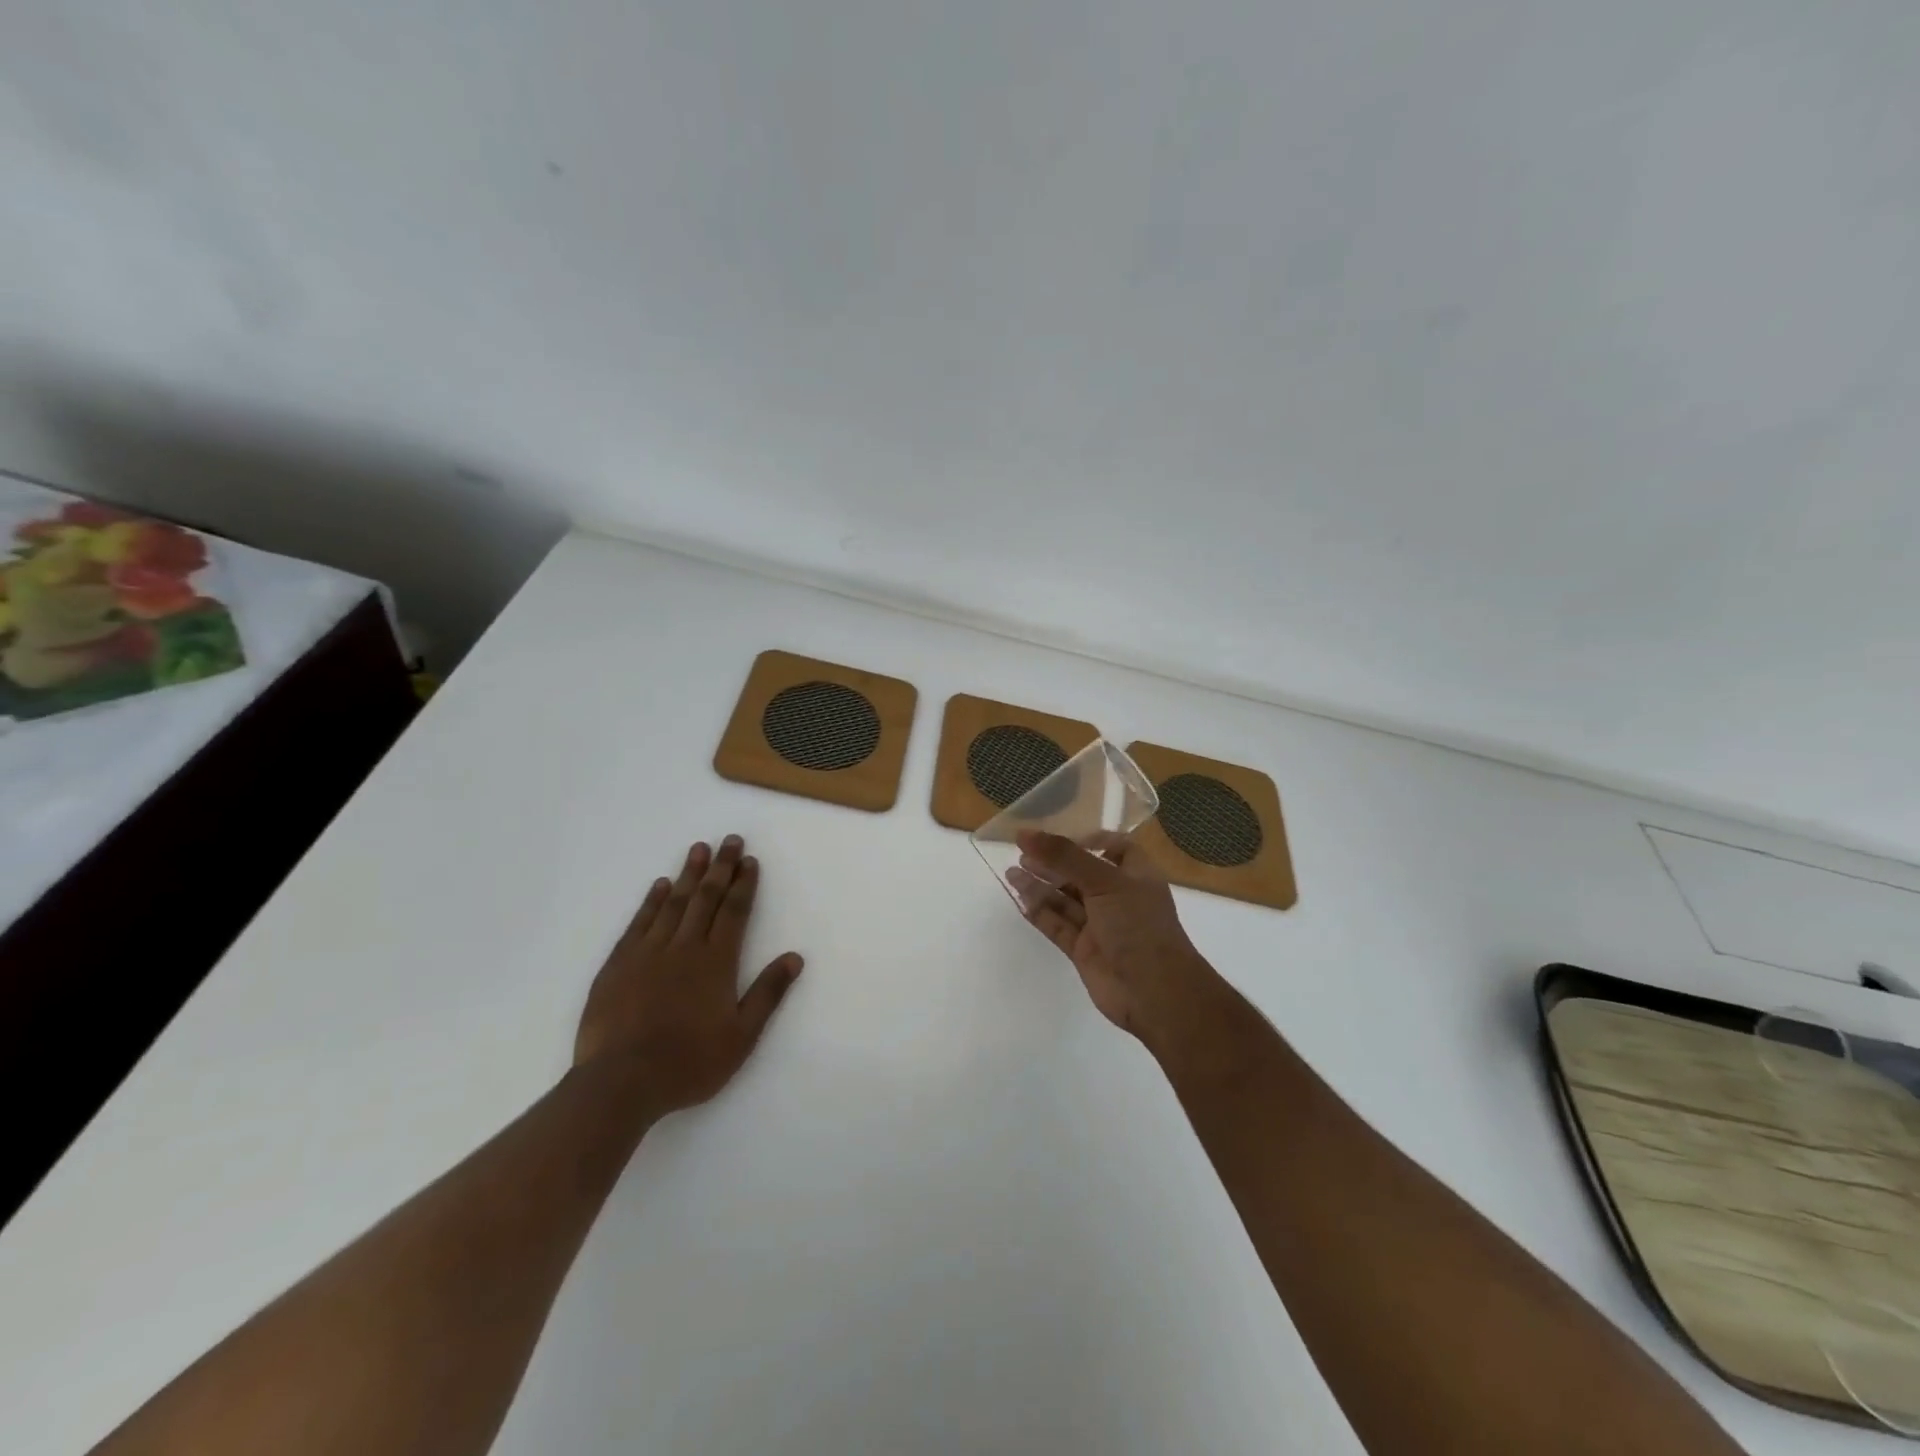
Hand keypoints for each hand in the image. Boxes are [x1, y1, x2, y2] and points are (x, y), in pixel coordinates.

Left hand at [575, 835, 802, 1113]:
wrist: (620, 1083)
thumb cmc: (688, 1063)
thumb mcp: (741, 1037)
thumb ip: (768, 994)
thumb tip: (794, 957)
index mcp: (716, 962)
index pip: (735, 912)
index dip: (744, 884)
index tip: (750, 860)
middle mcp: (684, 947)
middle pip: (706, 898)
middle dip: (721, 867)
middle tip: (730, 840)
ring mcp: (648, 952)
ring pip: (673, 903)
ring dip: (688, 874)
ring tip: (699, 849)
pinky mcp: (618, 964)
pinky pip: (639, 922)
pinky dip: (651, 901)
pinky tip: (659, 886)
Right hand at [1008, 831, 1225, 1051]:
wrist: (1154, 992)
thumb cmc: (1137, 925)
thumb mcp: (1104, 881)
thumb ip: (1064, 856)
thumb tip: (1025, 834)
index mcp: (1135, 875)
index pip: (1114, 847)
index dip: (1088, 839)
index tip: (1058, 836)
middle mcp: (1118, 897)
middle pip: (1081, 873)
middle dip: (1053, 862)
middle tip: (1021, 852)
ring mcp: (1100, 925)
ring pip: (1065, 900)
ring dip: (1040, 885)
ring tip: (1011, 872)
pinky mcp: (1084, 950)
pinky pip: (1057, 926)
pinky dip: (1039, 913)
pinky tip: (1019, 900)